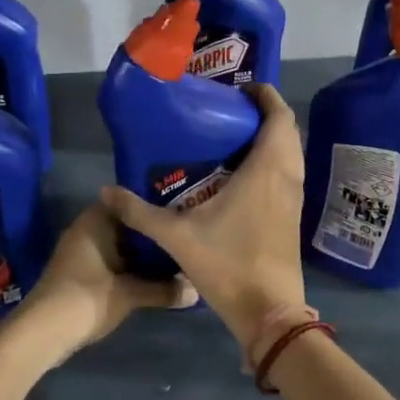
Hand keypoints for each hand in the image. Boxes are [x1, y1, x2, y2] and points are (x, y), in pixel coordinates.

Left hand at [18, 203, 196, 356]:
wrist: (43, 332)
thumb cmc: (87, 298)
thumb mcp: (131, 294)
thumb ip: (164, 290)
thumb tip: (197, 291)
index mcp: (96, 220)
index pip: (131, 202)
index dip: (155, 207)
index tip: (181, 213)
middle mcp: (87, 229)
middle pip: (127, 225)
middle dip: (152, 234)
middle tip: (184, 237)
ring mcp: (81, 252)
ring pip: (120, 246)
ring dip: (142, 254)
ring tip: (176, 257)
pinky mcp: (79, 273)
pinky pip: (111, 261)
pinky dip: (130, 267)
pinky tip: (153, 278)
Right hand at [101, 83, 307, 344]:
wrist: (269, 311)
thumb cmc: (228, 265)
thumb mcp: (177, 237)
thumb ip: (140, 213)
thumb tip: (106, 191)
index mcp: (266, 170)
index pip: (279, 117)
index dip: (266, 95)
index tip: (242, 88)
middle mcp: (287, 177)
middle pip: (287, 130)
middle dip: (265, 113)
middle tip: (231, 110)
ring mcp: (294, 197)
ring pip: (291, 153)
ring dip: (272, 137)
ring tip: (235, 136)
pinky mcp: (293, 215)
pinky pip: (289, 172)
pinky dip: (274, 160)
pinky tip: (244, 173)